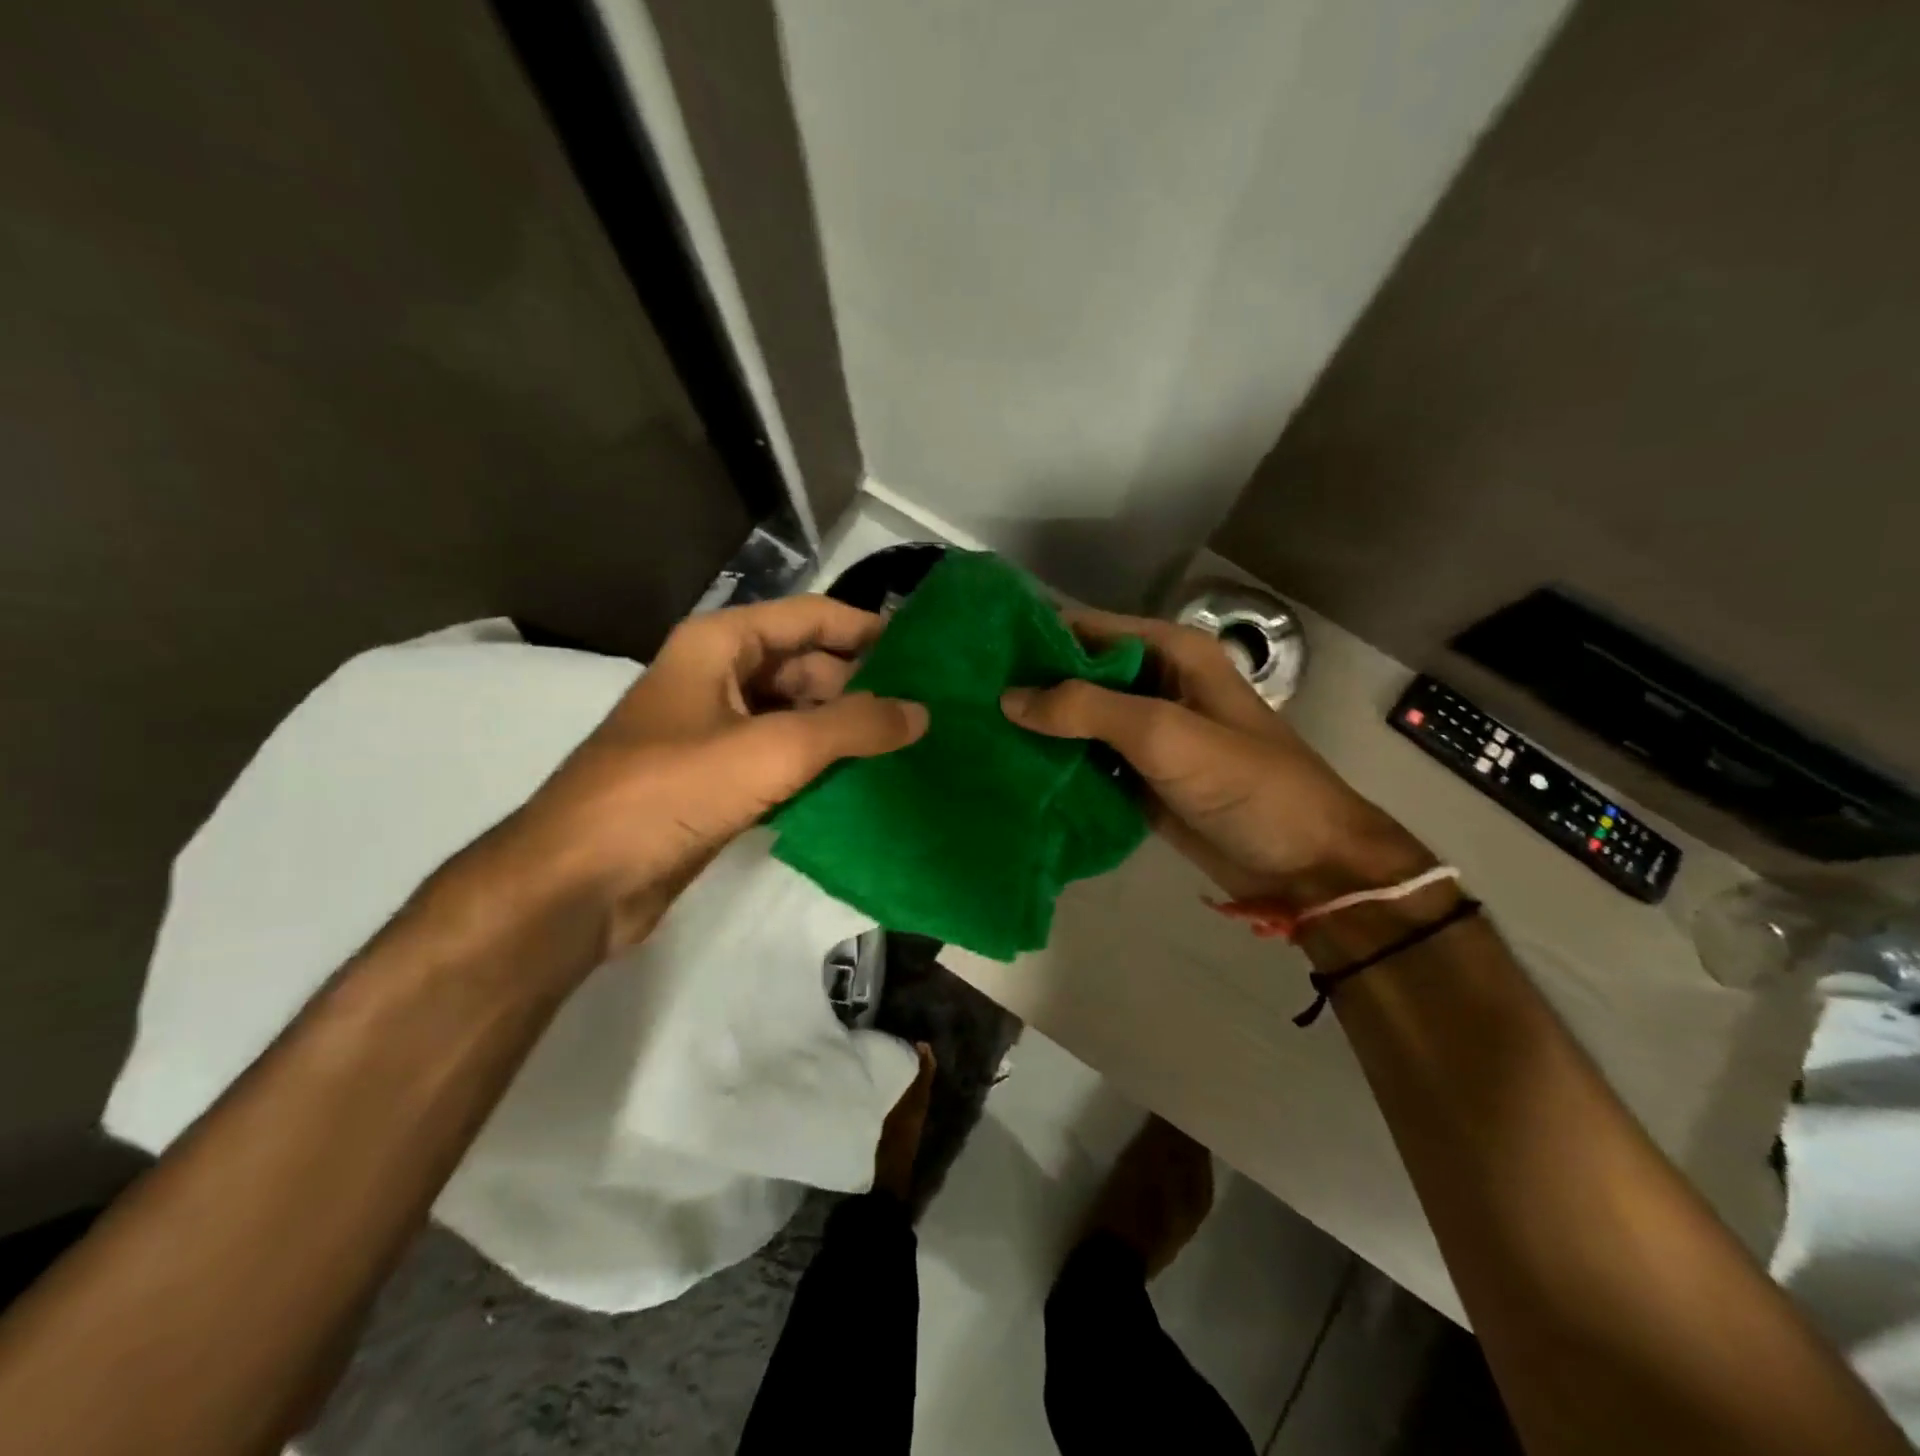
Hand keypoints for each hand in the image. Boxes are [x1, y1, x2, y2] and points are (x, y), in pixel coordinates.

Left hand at [508, 596, 927, 951]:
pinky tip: (864, 783)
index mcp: (719, 645)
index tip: (923, 652)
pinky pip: (782, 759)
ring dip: (843, 730)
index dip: (865, 629)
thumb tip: (921, 711)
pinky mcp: (717, 781)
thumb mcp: (772, 750)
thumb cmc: (671, 792)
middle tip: (924, 710)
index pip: (809, 617)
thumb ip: (853, 726)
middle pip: (804, 666)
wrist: (580, 881)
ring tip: (907, 746)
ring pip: (795, 716)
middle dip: (861, 685)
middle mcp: (717, 677)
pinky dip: (819, 766)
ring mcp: (715, 732)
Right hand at [1000, 608, 1429, 904]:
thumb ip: (1087, 709)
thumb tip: (1008, 697)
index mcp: (1170, 653)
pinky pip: (1086, 761)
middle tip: (963, 700)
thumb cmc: (1246, 784)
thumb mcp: (1166, 734)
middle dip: (1028, 686)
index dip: (1034, 638)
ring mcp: (1145, 733)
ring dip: (1037, 728)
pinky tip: (1009, 771)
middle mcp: (1154, 684)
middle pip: (1077, 675)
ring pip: (1077, 720)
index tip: (976, 654)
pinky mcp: (1138, 776)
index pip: (1086, 630)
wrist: (1303, 864)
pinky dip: (1055, 765)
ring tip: (973, 733)